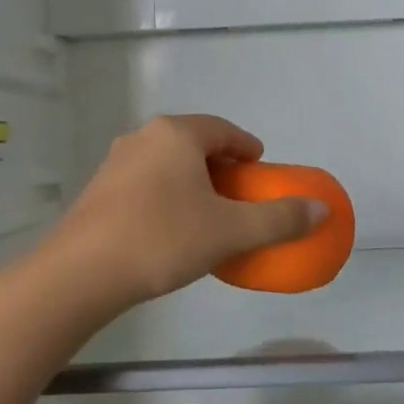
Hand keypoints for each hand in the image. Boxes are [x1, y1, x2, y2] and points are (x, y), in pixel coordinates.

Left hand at [49, 115, 324, 306]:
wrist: (81, 273)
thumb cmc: (163, 240)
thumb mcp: (230, 231)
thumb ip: (279, 218)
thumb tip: (322, 208)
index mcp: (176, 134)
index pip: (222, 130)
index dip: (246, 147)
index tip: (260, 167)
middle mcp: (143, 137)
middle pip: (193, 143)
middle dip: (220, 164)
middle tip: (238, 192)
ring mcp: (115, 162)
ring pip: (165, 162)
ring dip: (191, 179)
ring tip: (207, 211)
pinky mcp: (98, 190)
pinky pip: (144, 181)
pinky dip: (166, 194)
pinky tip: (170, 227)